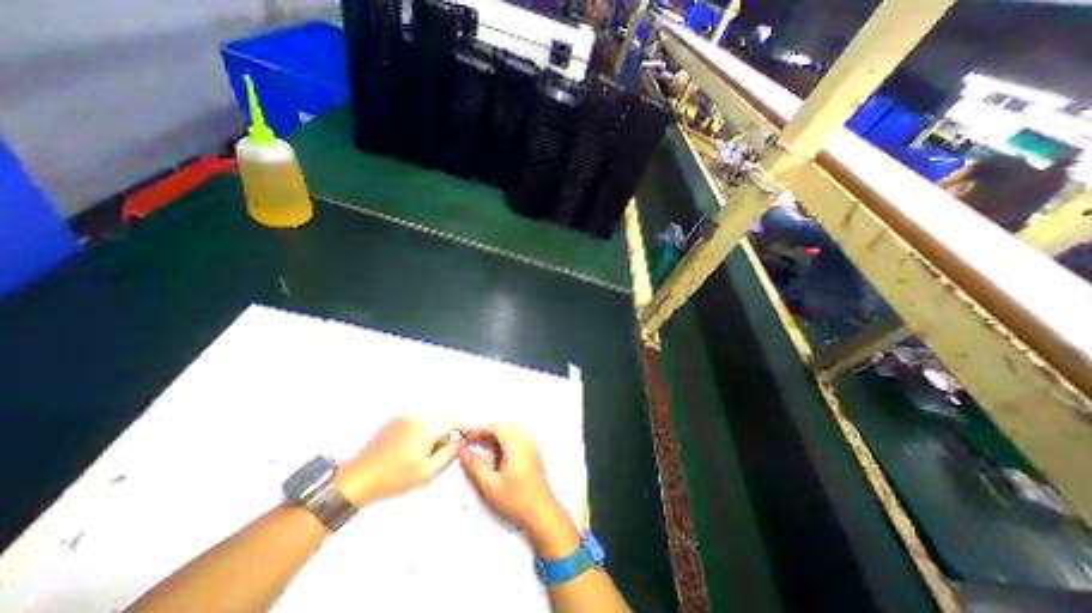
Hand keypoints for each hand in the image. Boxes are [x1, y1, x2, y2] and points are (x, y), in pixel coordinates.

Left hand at [337, 416, 464, 508]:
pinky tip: (410, 446)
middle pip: (441, 421)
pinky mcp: (394, 420)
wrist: (358, 478)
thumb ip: (448, 454)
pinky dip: (420, 430)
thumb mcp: (426, 472)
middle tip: (440, 452)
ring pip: (429, 421)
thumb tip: (460, 441)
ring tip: (423, 452)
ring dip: (432, 432)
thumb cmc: (394, 478)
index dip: (464, 428)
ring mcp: (404, 417)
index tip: (468, 436)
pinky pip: (416, 422)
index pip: (455, 421)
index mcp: (427, 428)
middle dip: (445, 433)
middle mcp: (418, 417)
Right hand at [457, 424, 578, 558]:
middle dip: (487, 432)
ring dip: (496, 435)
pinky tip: (497, 453)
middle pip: (504, 427)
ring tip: (483, 448)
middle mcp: (525, 440)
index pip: (496, 428)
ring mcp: (531, 445)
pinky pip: (517, 437)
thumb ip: (475, 467)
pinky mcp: (533, 451)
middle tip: (473, 443)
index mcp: (516, 445)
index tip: (467, 438)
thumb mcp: (491, 485)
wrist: (541, 511)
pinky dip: (505, 440)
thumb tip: (463, 453)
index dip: (480, 430)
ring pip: (511, 431)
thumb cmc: (516, 499)